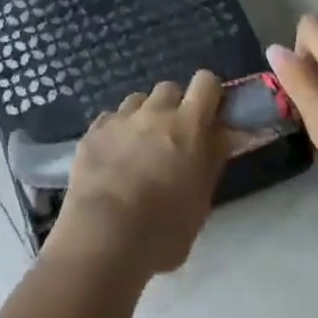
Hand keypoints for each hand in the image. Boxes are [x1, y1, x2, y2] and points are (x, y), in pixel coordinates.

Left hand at [48, 72, 229, 278]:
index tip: (210, 115)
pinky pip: (112, 118)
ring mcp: (120, 118)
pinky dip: (118, 131)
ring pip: (138, 101)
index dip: (210, 94)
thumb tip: (223, 135)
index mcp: (187, 127)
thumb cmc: (162, 230)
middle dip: (175, 107)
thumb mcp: (200, 201)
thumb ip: (211, 160)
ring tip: (141, 149)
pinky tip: (114, 158)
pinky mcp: (94, 129)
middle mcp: (154, 112)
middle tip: (175, 139)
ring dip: (145, 117)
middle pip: (169, 88)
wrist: (103, 234)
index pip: (206, 83)